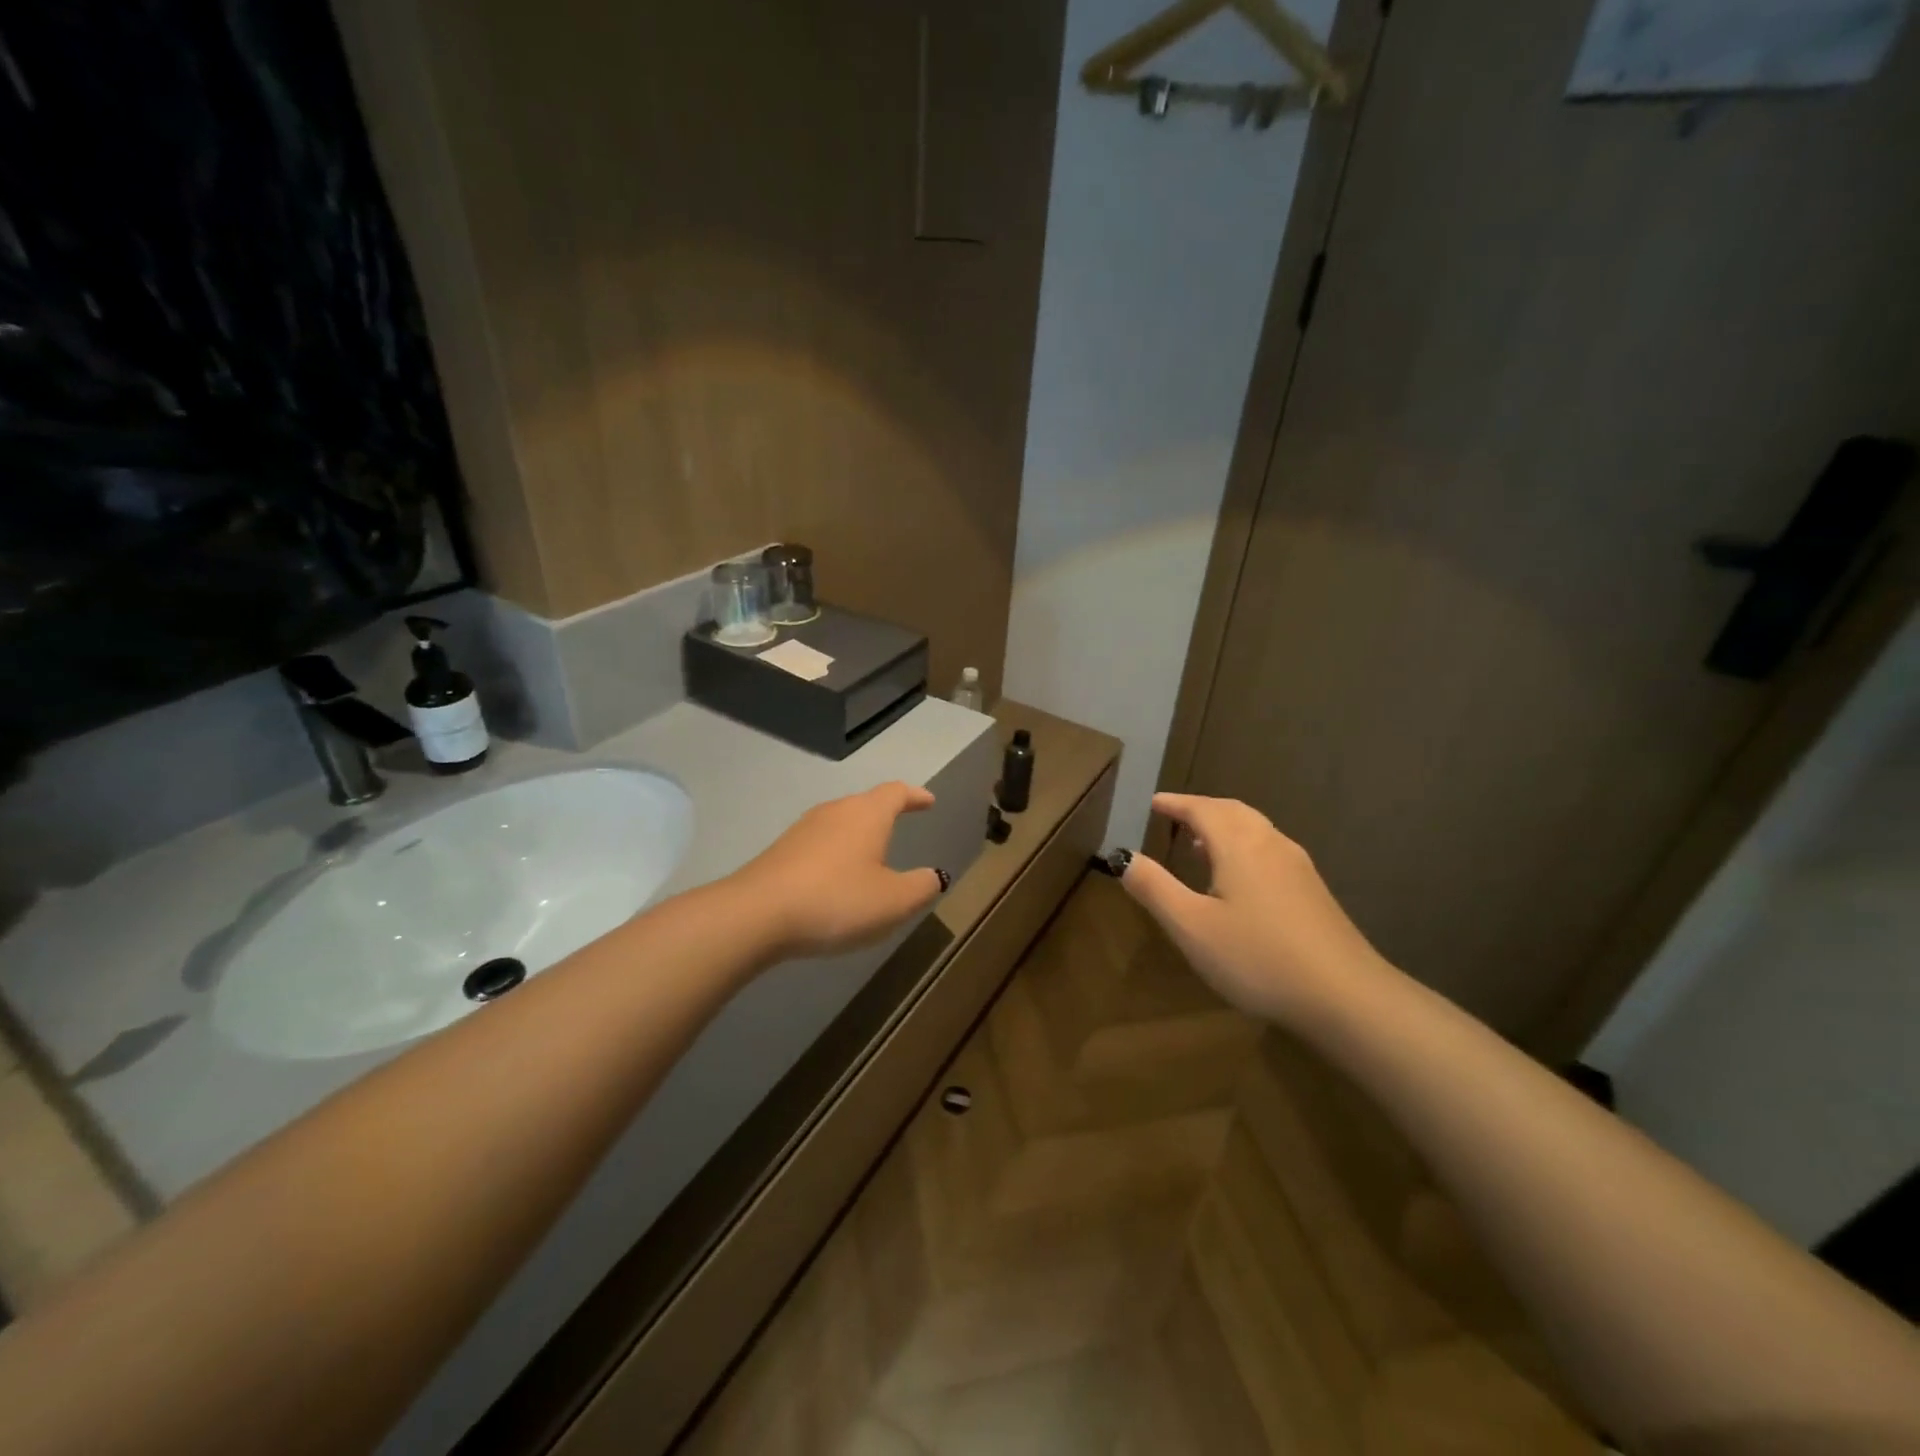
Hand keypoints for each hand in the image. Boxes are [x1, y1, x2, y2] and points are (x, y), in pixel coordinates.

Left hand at [731, 782, 946, 958]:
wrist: (758, 914)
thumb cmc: (837, 900)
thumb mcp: (893, 901)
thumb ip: (921, 886)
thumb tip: (934, 876)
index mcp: (867, 814)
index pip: (896, 792)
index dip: (914, 796)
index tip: (928, 801)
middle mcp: (835, 812)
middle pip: (866, 803)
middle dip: (885, 813)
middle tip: (901, 825)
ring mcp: (803, 829)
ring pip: (840, 823)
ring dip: (858, 835)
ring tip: (870, 856)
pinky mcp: (781, 851)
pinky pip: (819, 845)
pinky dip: (835, 855)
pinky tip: (836, 879)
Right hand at [1119, 793, 1393, 1025]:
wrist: (1345, 995)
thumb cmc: (1257, 957)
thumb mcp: (1191, 926)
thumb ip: (1154, 888)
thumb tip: (1124, 856)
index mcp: (1239, 844)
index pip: (1202, 809)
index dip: (1176, 803)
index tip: (1153, 803)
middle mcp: (1270, 843)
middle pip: (1232, 811)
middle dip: (1201, 809)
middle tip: (1175, 816)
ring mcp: (1297, 866)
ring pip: (1255, 829)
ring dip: (1224, 827)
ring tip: (1200, 843)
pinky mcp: (1313, 890)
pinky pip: (1269, 849)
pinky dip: (1244, 846)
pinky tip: (1238, 878)